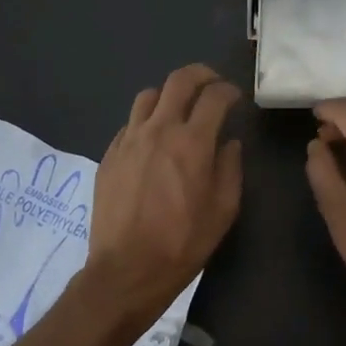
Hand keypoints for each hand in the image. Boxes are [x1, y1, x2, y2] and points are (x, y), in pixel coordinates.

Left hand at [82, 64, 242, 328]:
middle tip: (211, 84)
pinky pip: (130, 123)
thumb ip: (230, 168)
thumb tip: (229, 144)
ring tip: (179, 109)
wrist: (125, 271)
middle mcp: (159, 130)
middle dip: (201, 74)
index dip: (229, 90)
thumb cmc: (182, 243)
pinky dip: (146, 121)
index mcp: (192, 142)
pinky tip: (153, 140)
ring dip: (169, 95)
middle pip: (179, 80)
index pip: (214, 96)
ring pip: (149, 95)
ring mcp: (129, 139)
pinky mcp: (109, 154)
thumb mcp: (223, 210)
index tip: (235, 98)